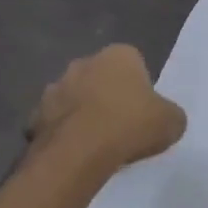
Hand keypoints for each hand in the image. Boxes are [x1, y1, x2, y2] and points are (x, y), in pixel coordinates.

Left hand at [27, 45, 186, 170]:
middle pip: (101, 77)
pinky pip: (56, 122)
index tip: (144, 109)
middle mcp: (84, 62)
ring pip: (75, 98)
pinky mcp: (35, 115)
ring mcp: (55, 87)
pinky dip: (64, 133)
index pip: (133, 63)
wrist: (79, 152)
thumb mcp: (172, 121)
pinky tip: (76, 153)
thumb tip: (166, 118)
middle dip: (108, 95)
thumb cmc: (131, 125)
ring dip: (83, 113)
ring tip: (98, 142)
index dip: (139, 86)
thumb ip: (170, 114)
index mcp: (119, 55)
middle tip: (122, 124)